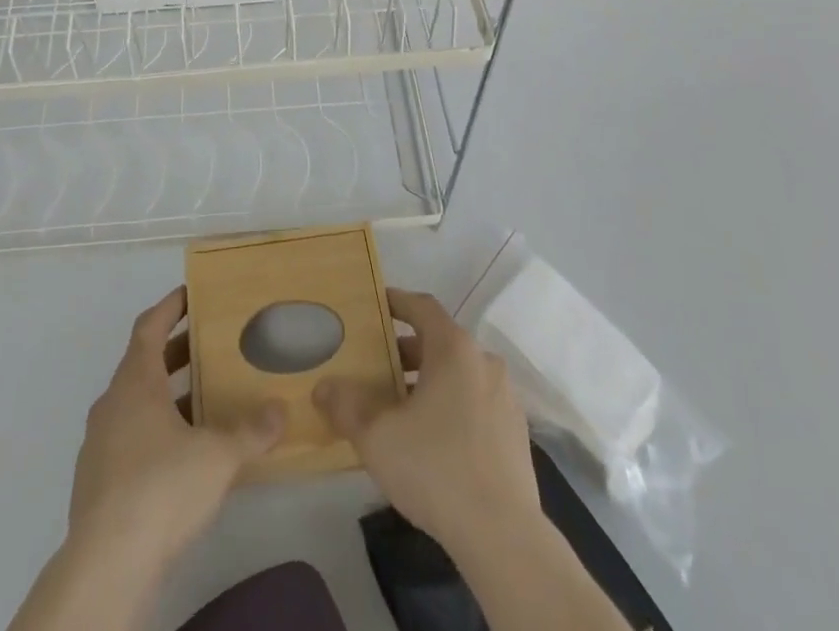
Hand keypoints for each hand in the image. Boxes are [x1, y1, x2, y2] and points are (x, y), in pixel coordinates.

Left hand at [67, 286, 285, 568]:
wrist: (107, 564)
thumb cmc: (161, 488)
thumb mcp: (217, 456)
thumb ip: (250, 431)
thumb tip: (280, 410)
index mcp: (136, 381)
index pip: (149, 326)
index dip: (170, 306)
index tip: (191, 293)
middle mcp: (112, 402)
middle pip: (143, 362)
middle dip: (176, 352)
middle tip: (210, 345)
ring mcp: (99, 442)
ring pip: (135, 402)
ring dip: (166, 394)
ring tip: (204, 400)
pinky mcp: (96, 481)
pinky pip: (128, 437)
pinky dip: (154, 430)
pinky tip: (181, 454)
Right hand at [314, 288, 539, 555]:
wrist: (504, 536)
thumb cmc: (435, 468)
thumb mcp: (376, 437)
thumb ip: (345, 406)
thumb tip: (322, 388)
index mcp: (454, 348)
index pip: (422, 306)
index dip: (396, 301)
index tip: (375, 304)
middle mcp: (484, 361)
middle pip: (439, 342)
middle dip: (406, 352)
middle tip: (375, 368)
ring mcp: (505, 397)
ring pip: (458, 375)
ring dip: (428, 383)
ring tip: (398, 409)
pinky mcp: (516, 433)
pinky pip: (475, 403)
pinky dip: (452, 407)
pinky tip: (431, 441)